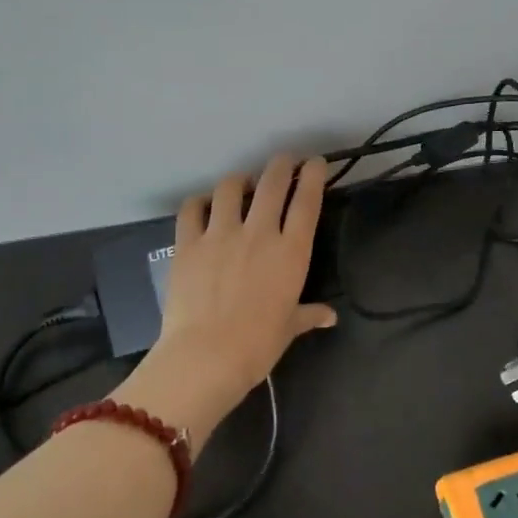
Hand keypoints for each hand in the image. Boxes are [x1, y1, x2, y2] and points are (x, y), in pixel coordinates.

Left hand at [147, 154, 336, 435]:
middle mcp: (259, 232)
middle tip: (285, 161)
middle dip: (282, 164)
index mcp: (291, 252)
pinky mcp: (188, 242)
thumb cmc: (257, 345)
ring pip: (231, 187)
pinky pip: (192, 208)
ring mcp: (221, 233)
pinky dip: (200, 202)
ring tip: (242, 185)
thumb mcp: (289, 328)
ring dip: (240, 180)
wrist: (206, 356)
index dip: (313, 176)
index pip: (307, 201)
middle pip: (273, 182)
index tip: (315, 163)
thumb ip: (309, 314)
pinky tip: (203, 205)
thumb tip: (330, 317)